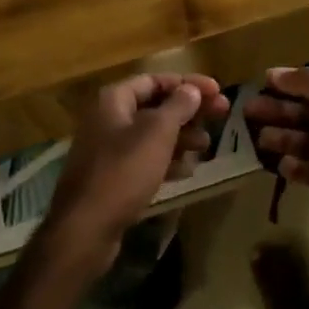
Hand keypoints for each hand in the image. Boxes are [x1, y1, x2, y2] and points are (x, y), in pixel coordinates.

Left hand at [34, 73, 228, 280]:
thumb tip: (191, 90)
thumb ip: (177, 107)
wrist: (85, 228)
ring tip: (206, 145)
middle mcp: (109, 118)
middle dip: (189, 110)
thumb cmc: (123, 171)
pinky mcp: (112, 177)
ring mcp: (109, 149)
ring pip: (152, 134)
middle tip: (223, 114)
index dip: (188, 83)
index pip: (156, 80)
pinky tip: (187, 170)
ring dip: (182, 136)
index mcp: (114, 99)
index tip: (218, 90)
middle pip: (156, 106)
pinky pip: (145, 160)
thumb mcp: (156, 133)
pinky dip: (167, 160)